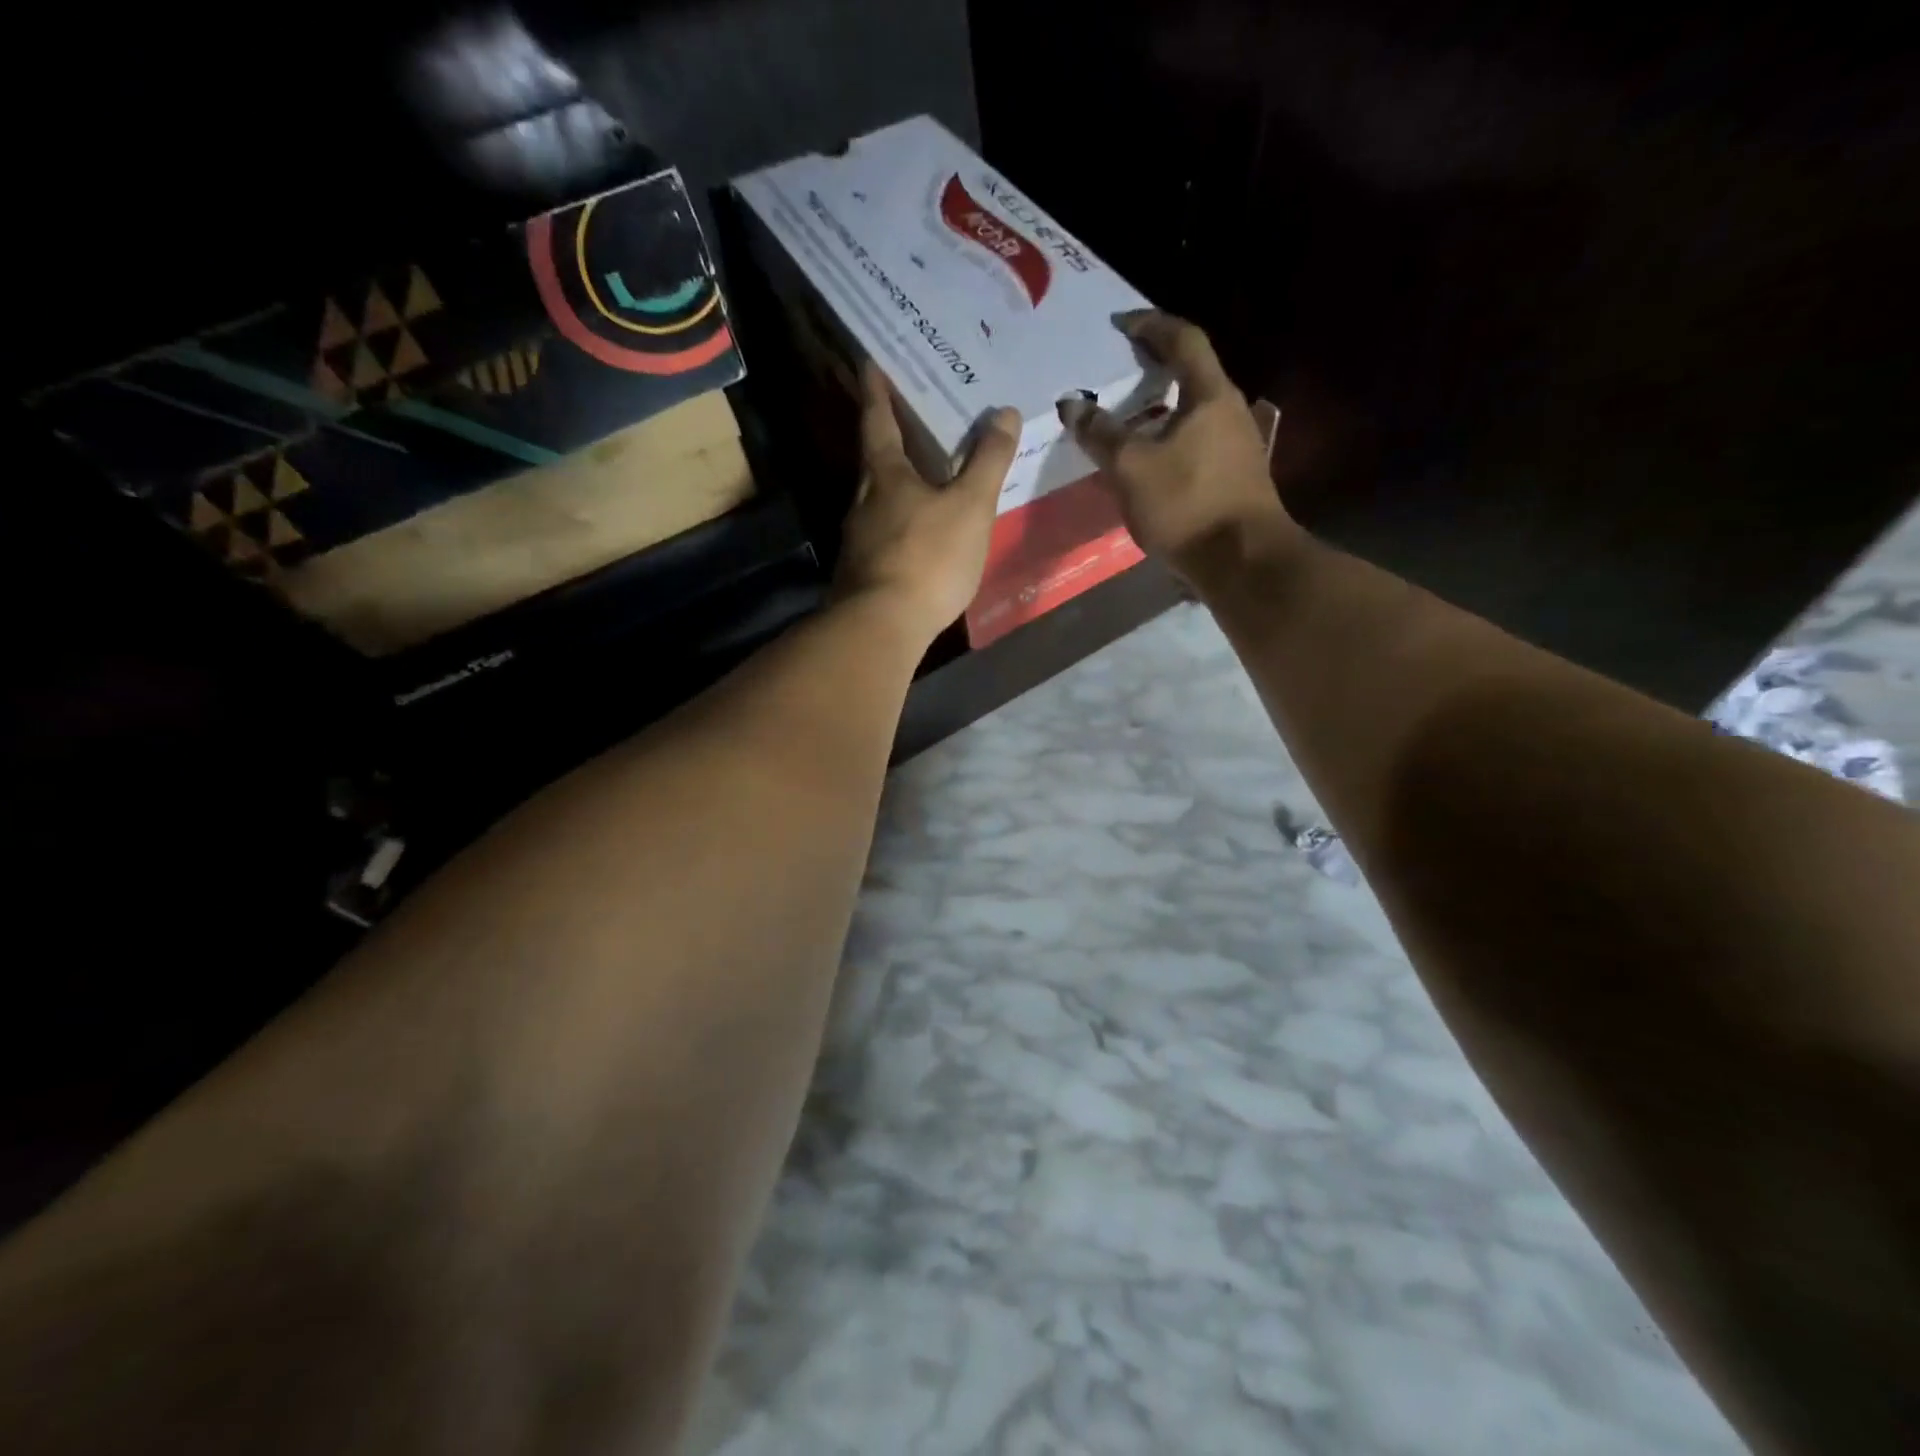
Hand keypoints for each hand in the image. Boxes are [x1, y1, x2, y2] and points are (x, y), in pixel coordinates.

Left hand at [834, 361, 1020, 644]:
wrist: (883, 625)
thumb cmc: (929, 556)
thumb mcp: (970, 506)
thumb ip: (988, 462)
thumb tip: (1004, 412)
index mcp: (885, 476)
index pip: (878, 421)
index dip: (876, 392)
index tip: (869, 363)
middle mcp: (863, 502)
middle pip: (874, 461)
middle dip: (887, 439)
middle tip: (907, 420)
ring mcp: (858, 540)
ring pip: (876, 502)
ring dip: (894, 486)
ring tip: (920, 480)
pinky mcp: (861, 574)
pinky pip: (882, 536)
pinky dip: (898, 526)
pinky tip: (915, 537)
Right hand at [1058, 311, 1302, 581]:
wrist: (1243, 562)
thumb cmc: (1187, 505)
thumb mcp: (1132, 468)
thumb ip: (1101, 434)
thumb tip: (1072, 405)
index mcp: (1210, 395)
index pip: (1182, 340)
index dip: (1150, 326)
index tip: (1121, 323)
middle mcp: (1231, 411)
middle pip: (1193, 374)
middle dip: (1155, 368)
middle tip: (1119, 372)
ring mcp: (1238, 446)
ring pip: (1195, 413)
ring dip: (1162, 410)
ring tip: (1128, 419)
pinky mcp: (1236, 478)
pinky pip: (1197, 444)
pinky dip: (1170, 440)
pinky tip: (1150, 462)